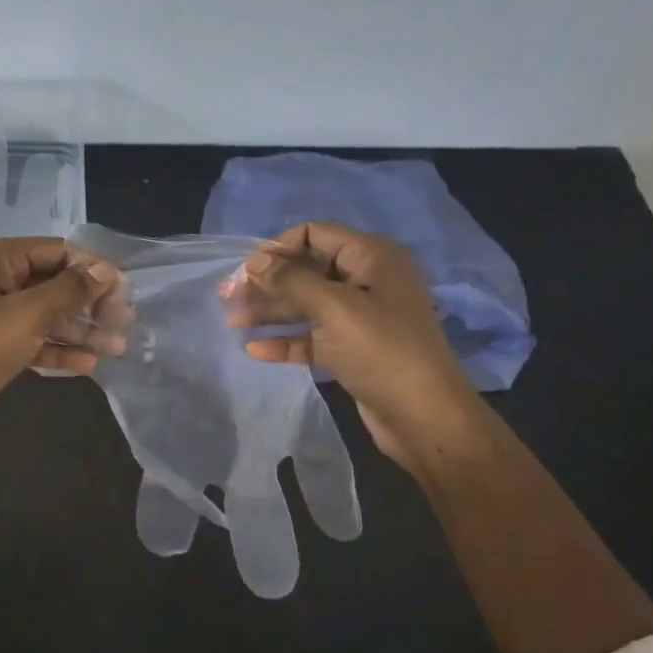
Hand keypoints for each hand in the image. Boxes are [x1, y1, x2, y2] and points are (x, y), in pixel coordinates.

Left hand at [0, 237, 123, 437]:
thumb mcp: (29, 313)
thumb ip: (70, 290)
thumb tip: (105, 271)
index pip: (58, 251)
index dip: (93, 268)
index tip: (124, 290)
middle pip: (55, 283)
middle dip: (91, 303)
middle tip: (125, 322)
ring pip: (47, 315)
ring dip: (81, 329)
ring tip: (117, 347)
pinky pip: (34, 340)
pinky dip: (58, 349)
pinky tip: (88, 364)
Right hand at [219, 222, 483, 473]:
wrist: (424, 417)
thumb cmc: (381, 351)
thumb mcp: (333, 308)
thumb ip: (290, 280)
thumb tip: (255, 260)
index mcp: (372, 258)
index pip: (315, 234)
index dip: (278, 248)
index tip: (245, 270)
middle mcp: (367, 281)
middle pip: (306, 270)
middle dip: (267, 282)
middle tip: (227, 296)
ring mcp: (360, 318)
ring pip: (306, 305)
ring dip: (270, 311)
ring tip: (231, 321)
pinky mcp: (352, 350)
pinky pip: (312, 337)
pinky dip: (285, 340)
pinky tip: (255, 350)